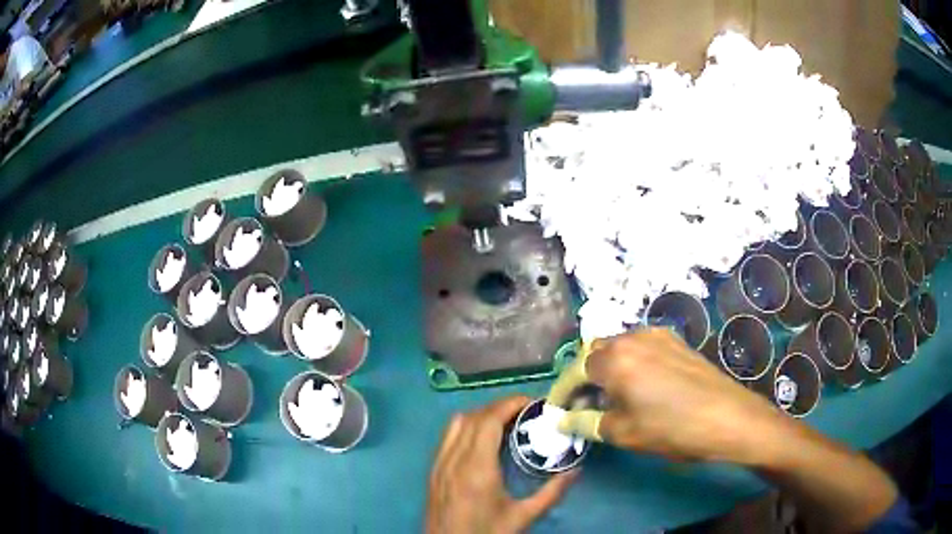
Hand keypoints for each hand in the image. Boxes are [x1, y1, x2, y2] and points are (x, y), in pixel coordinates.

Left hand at [426, 396, 578, 533]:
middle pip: (472, 417)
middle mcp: (453, 460)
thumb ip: (551, 493)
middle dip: (499, 407)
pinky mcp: (433, 471)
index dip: (509, 404)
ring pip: (456, 424)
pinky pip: (447, 437)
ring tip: (506, 422)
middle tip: (526, 413)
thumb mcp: (522, 517)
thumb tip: (576, 469)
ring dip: (481, 415)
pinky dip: (465, 426)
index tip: (532, 403)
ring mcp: (439, 464)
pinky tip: (481, 440)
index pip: (488, 421)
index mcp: (476, 469)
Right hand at [558, 328, 788, 463]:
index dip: (562, 392)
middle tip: (585, 404)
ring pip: (619, 346)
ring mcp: (657, 335)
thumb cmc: (672, 429)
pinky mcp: (676, 340)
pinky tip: (640, 385)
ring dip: (607, 368)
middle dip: (584, 377)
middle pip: (595, 352)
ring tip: (613, 396)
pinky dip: (630, 362)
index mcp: (615, 359)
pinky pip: (641, 346)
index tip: (558, 410)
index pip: (575, 370)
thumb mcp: (624, 433)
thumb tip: (562, 421)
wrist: (727, 417)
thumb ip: (586, 423)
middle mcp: (632, 338)